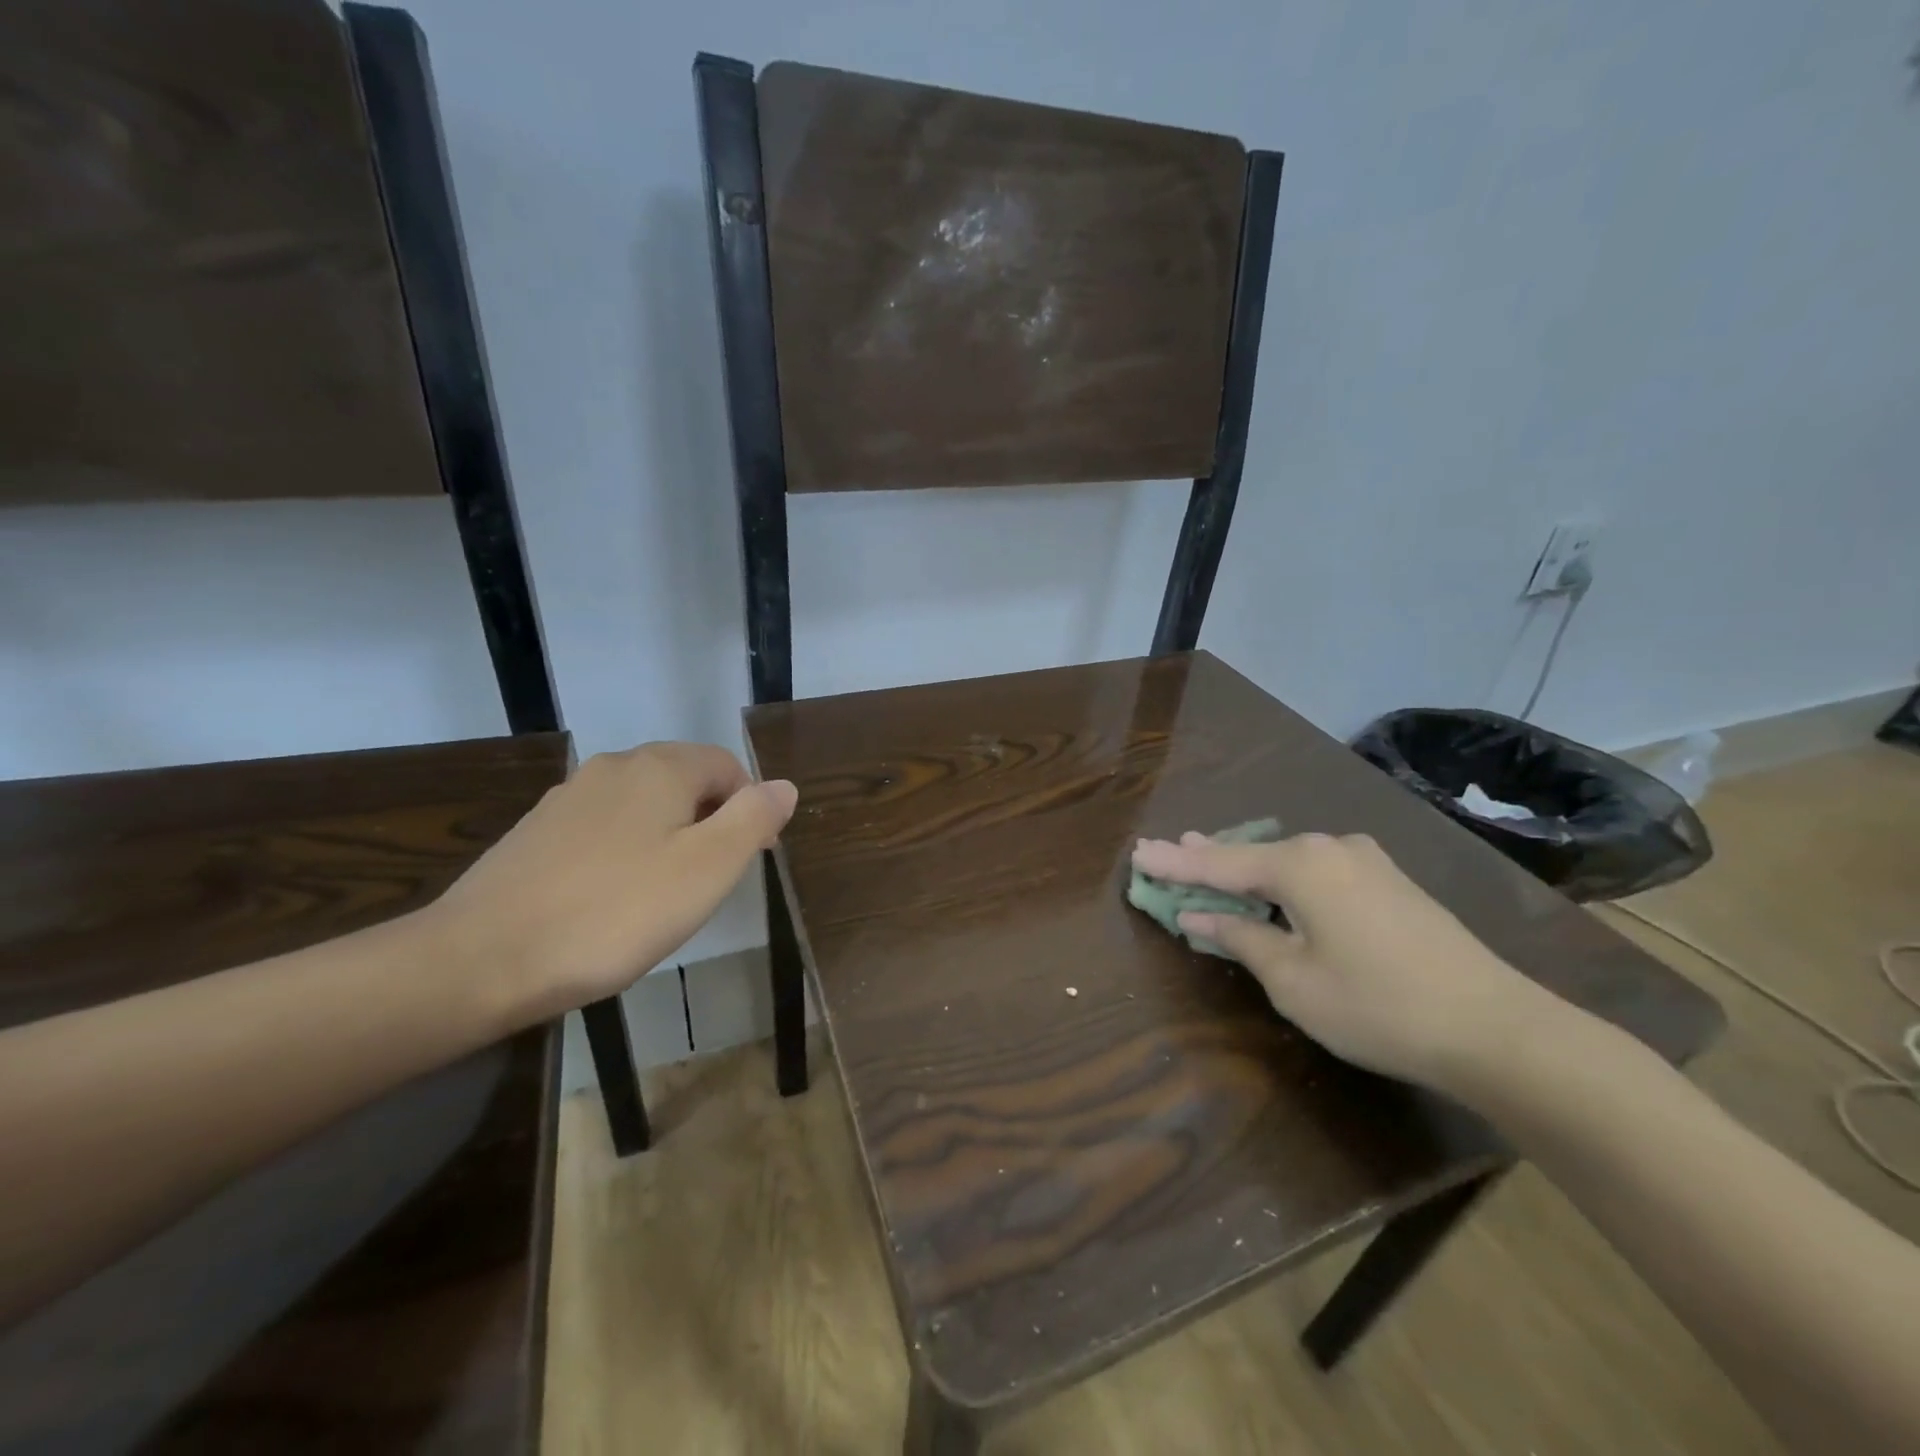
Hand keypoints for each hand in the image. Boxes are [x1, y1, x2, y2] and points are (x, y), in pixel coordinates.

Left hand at [431, 743, 797, 1025]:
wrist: (482, 959)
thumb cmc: (615, 912)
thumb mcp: (707, 868)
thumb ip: (753, 819)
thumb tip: (783, 785)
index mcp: (660, 767)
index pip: (727, 767)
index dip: (749, 808)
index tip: (747, 860)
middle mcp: (613, 768)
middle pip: (684, 781)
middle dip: (709, 822)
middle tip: (709, 882)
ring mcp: (568, 798)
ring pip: (642, 806)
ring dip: (667, 838)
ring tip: (663, 896)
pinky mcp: (536, 833)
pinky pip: (602, 830)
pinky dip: (623, 853)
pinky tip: (611, 900)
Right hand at [1129, 830, 1557, 1093]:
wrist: (1497, 1029)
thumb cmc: (1377, 1006)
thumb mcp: (1293, 980)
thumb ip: (1240, 939)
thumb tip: (1198, 917)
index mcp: (1299, 865)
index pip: (1218, 863)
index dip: (1175, 864)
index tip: (1138, 854)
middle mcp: (1330, 848)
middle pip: (1252, 853)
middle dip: (1209, 858)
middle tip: (1169, 854)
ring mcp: (1366, 861)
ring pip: (1288, 860)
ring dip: (1249, 869)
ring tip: (1212, 864)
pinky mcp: (1390, 882)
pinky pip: (1318, 871)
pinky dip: (1285, 879)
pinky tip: (1275, 887)